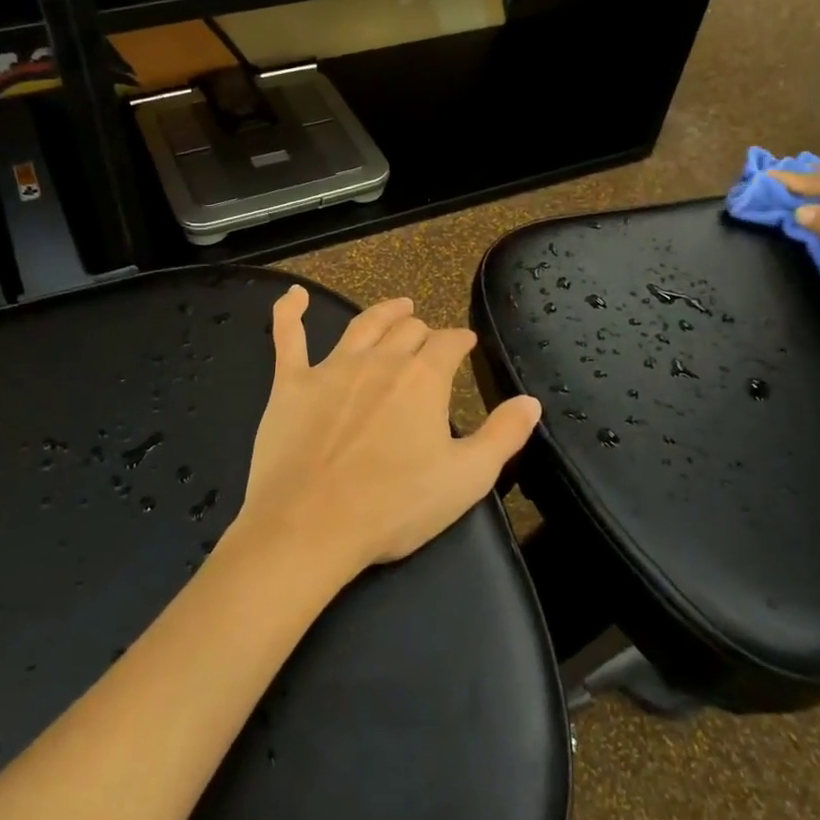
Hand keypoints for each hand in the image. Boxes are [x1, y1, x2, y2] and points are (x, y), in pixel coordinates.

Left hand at [229, 287, 541, 586]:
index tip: (466, 343)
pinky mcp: (291, 383)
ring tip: (396, 306)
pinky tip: (293, 295)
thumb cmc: (395, 506)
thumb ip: (503, 436)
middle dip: (424, 330)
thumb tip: (530, 401)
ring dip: (383, 312)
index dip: (460, 340)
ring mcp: (331, 368)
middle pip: (407, 330)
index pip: (448, 344)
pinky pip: (288, 337)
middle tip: (430, 338)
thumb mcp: (467, 478)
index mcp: (423, 379)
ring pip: (362, 325)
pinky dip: (289, 311)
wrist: (311, 524)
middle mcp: (379, 361)